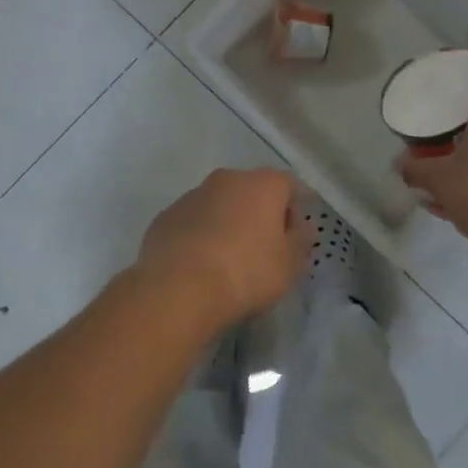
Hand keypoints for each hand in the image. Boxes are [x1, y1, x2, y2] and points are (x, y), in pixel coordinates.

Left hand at [135, 168, 310, 328]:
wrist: (179, 288)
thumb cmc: (246, 272)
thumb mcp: (290, 264)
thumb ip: (301, 240)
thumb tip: (300, 226)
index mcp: (263, 184)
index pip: (289, 186)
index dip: (295, 211)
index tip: (293, 239)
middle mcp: (228, 179)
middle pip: (252, 191)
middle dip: (260, 214)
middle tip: (263, 249)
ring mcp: (193, 195)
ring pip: (220, 204)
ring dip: (228, 222)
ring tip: (228, 260)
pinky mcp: (166, 216)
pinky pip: (193, 221)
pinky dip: (200, 235)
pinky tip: (200, 265)